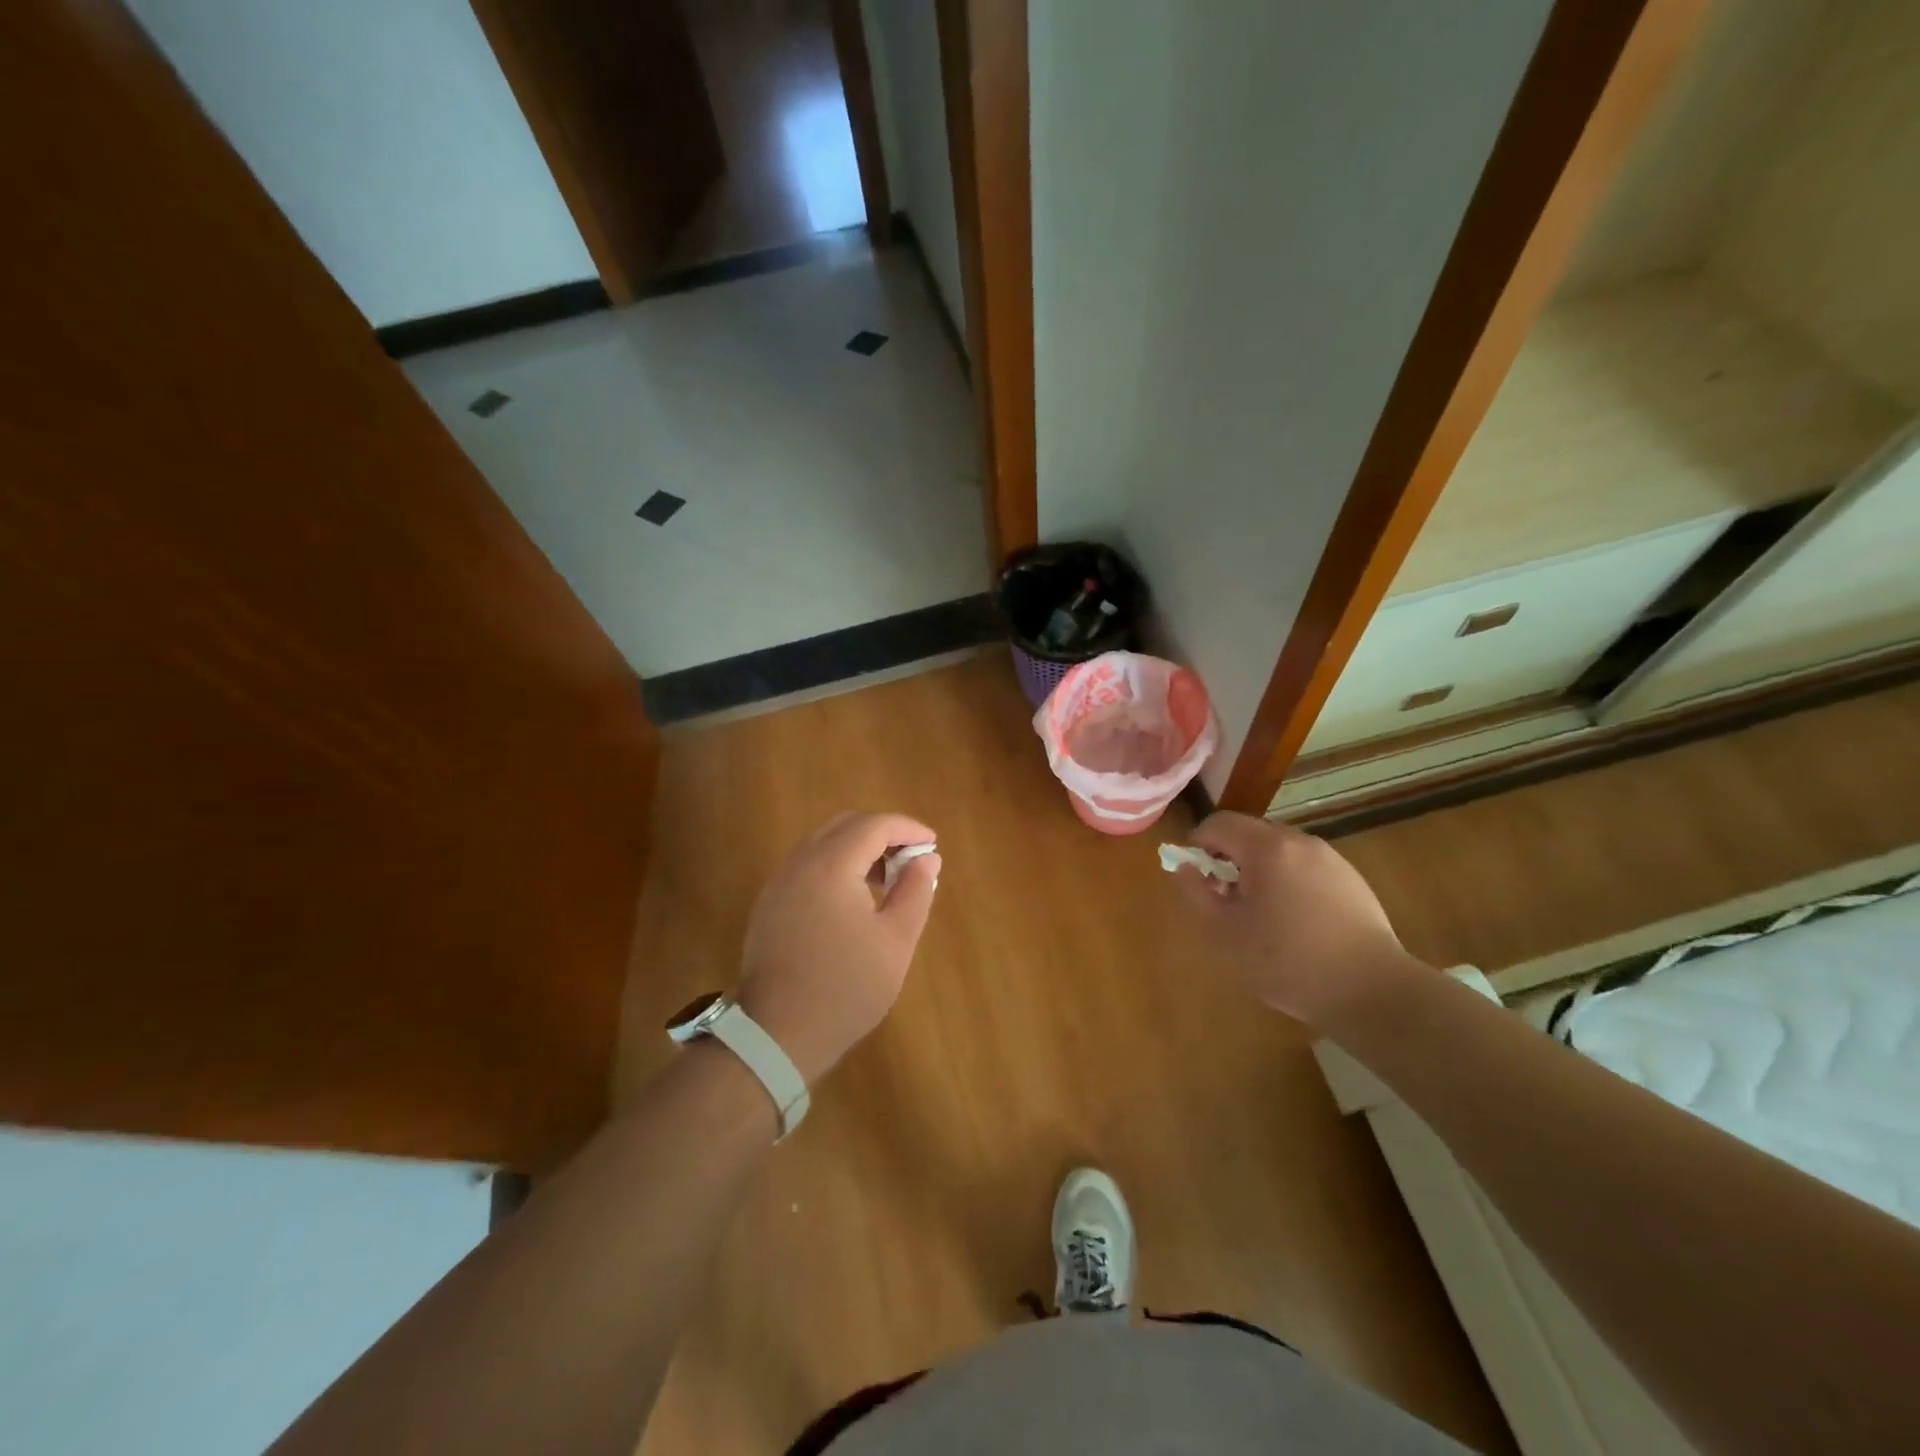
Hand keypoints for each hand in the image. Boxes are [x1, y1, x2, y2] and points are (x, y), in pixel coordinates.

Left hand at [735, 811, 940, 1084]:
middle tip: (911, 859)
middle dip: (882, 834)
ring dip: (858, 849)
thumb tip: (927, 858)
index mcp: (831, 865)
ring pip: (823, 844)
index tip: (932, 843)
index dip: (907, 828)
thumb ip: (915, 891)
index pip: (874, 825)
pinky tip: (854, 899)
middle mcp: (800, 863)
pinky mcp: (770, 904)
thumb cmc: (846, 987)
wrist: (777, 1034)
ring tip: (887, 880)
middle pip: (845, 826)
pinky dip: (836, 866)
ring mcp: (779, 882)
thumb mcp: (895, 940)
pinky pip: (808, 865)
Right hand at [1171, 811, 1411, 1027]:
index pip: (1218, 824)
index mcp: (1267, 848)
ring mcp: (1330, 858)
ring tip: (1261, 916)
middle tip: (1226, 901)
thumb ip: (1194, 894)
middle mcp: (1299, 841)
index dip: (1198, 845)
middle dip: (1229, 860)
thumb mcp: (1224, 933)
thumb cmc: (1288, 962)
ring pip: (1278, 851)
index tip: (1197, 880)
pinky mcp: (1352, 879)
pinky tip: (1296, 924)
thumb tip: (1184, 868)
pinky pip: (1305, 868)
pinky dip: (1288, 882)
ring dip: (1259, 872)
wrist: (1372, 991)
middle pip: (1249, 834)